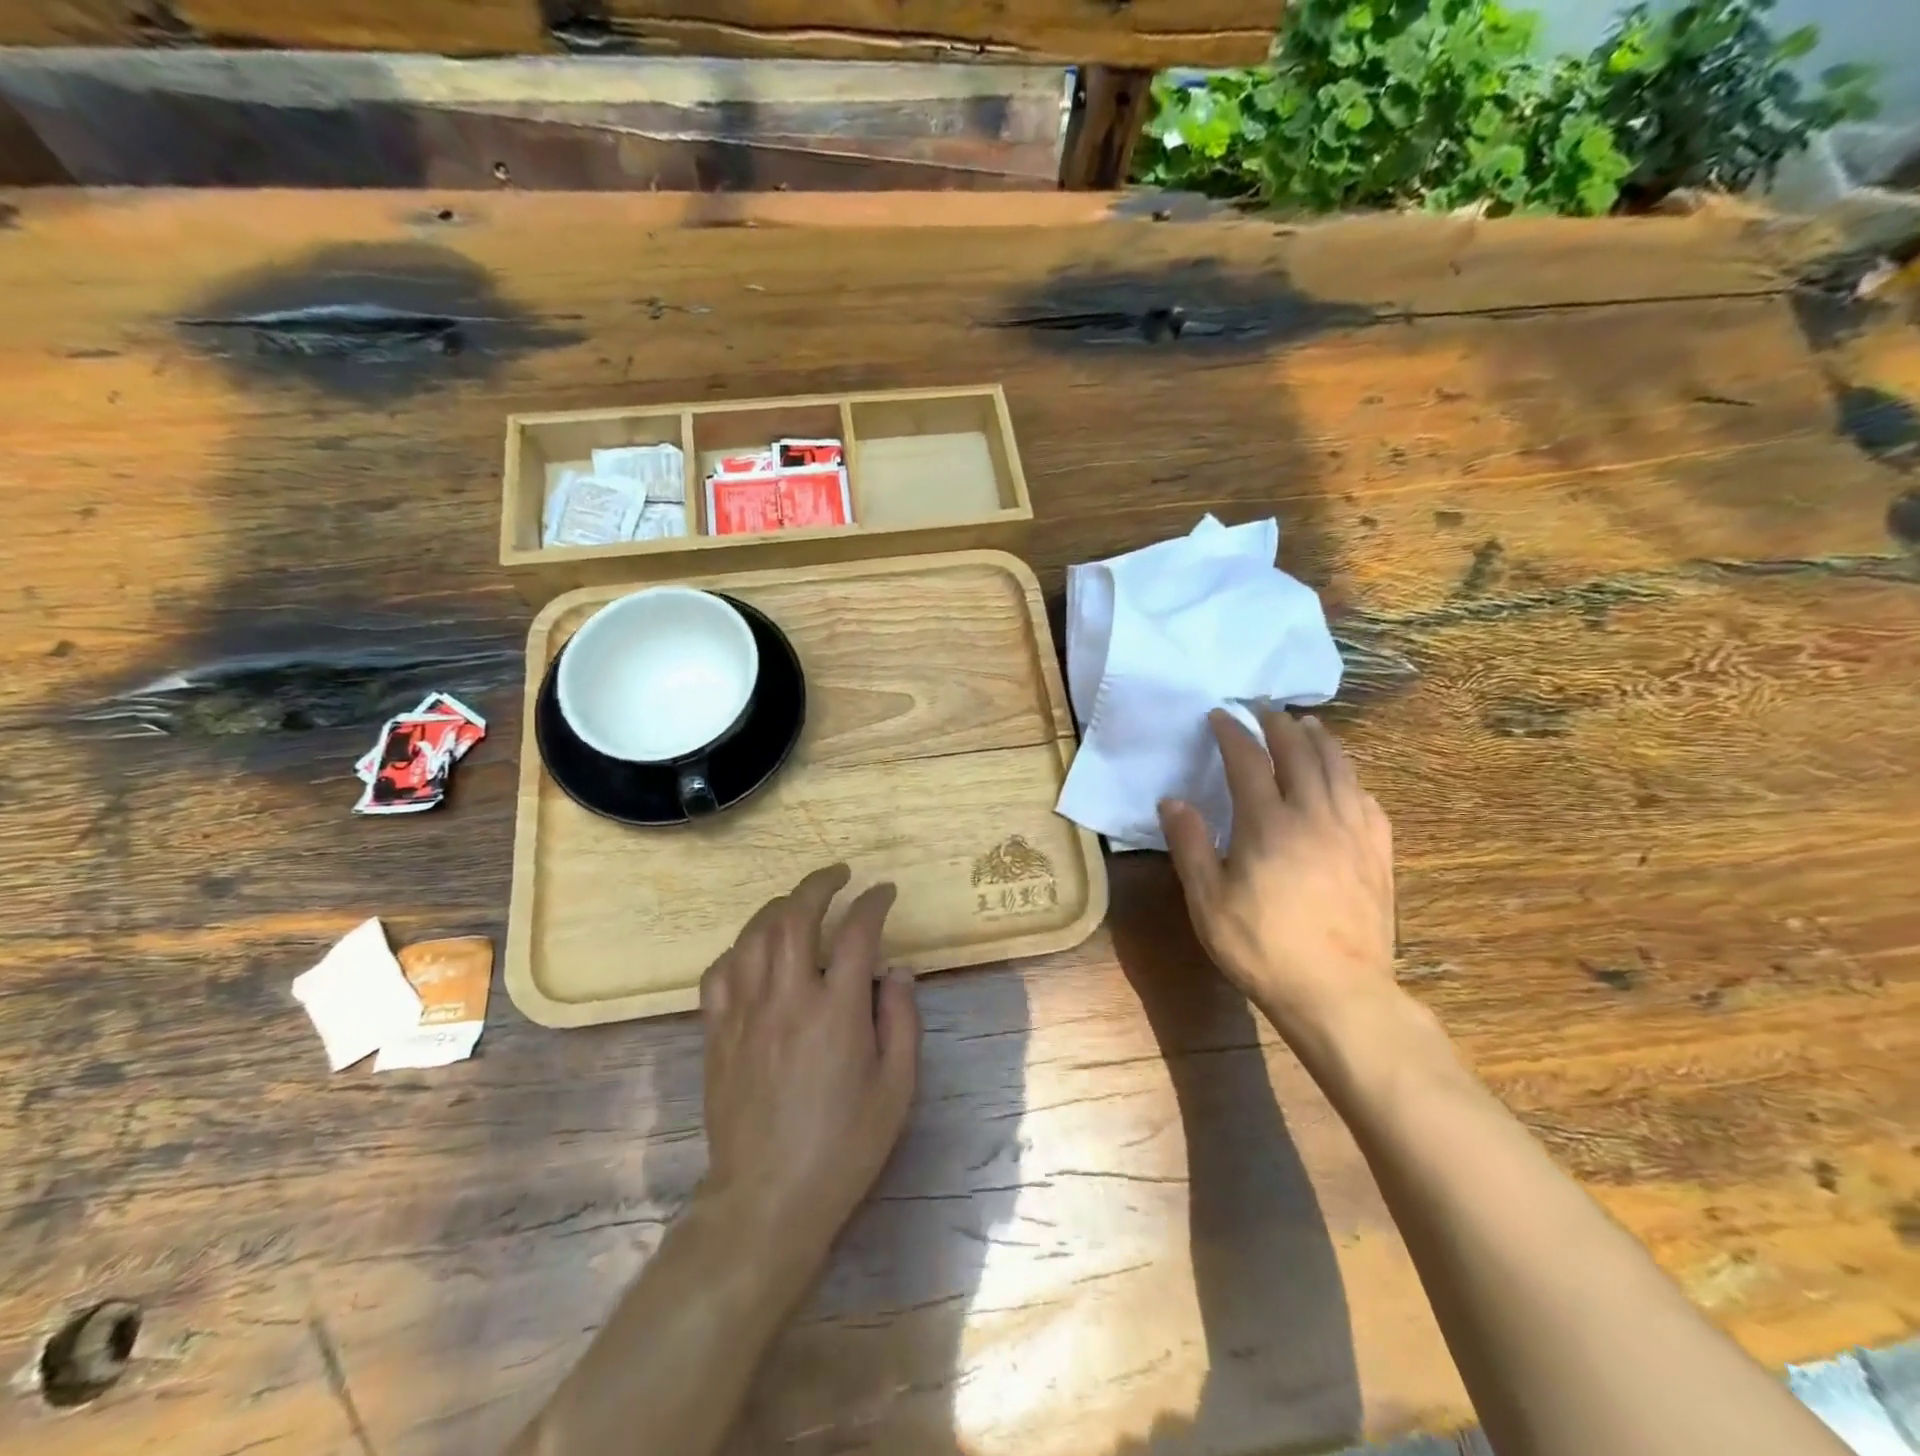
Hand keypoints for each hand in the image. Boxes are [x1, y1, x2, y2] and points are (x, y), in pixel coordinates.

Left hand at [698, 864, 919, 1264]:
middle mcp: (787, 998)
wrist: (768, 1199)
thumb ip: (902, 1020)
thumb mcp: (896, 1088)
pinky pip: (719, 971)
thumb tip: (897, 970)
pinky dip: (739, 949)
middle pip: (796, 915)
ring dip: (780, 906)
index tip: (885, 893)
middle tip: (840, 875)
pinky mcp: (717, 1032)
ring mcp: (745, 1012)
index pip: (857, 932)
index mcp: (837, 1011)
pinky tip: (754, 952)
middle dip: (820, 883)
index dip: (874, 903)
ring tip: (800, 902)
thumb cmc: (844, 1146)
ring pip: (754, 934)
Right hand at [1159, 709, 1398, 1044]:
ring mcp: (1353, 831)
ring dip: (1319, 739)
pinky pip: (1366, 797)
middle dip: (1277, 723)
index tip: (1219, 715)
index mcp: (1268, 823)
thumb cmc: (1261, 946)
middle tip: (1262, 707)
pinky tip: (1345, 778)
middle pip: (1299, 752)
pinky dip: (1350, 776)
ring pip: (1339, 767)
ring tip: (1306, 724)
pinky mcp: (1377, 852)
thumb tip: (1172, 800)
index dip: (1232, 732)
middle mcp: (1314, 814)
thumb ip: (1190, 844)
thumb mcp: (1207, 900)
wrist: (1338, 993)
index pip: (1248, 760)